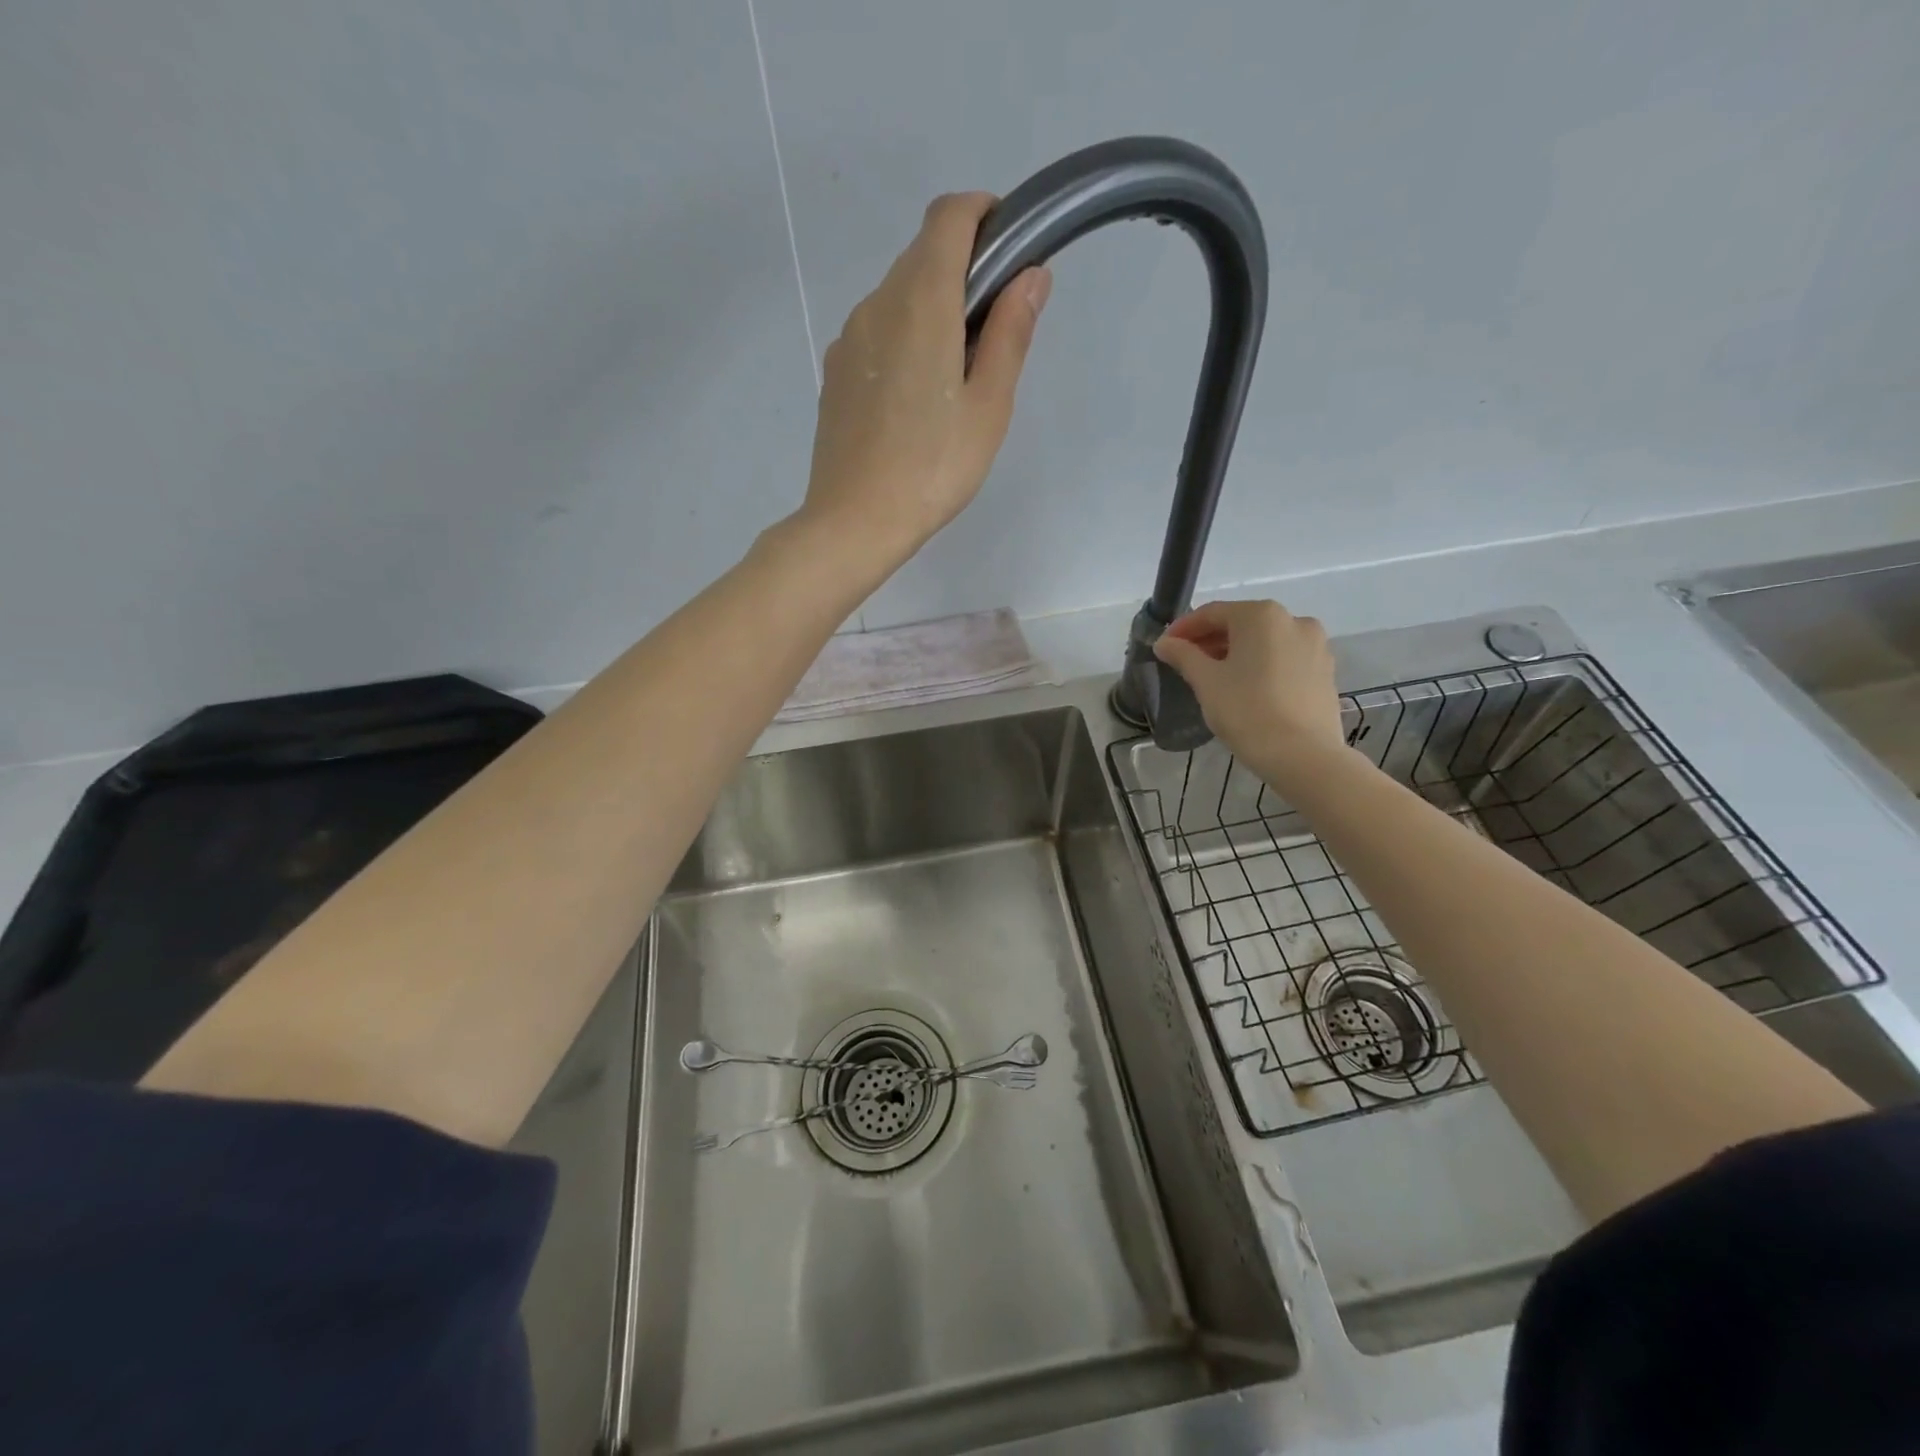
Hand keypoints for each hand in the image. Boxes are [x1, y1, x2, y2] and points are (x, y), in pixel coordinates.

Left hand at [800, 192, 1050, 565]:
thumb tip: (1031, 275)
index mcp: (921, 301)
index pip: (948, 216)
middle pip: (922, 256)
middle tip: (993, 334)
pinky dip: (905, 339)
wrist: (855, 521)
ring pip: (898, 297)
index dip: (982, 214)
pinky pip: (877, 333)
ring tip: (955, 378)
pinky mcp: (835, 372)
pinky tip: (916, 399)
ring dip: (933, 310)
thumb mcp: (988, 406)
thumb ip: (1011, 334)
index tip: (1009, 247)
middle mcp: (877, 304)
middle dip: (964, 271)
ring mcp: (849, 338)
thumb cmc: (933, 468)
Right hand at [1152, 600, 1347, 785]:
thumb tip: (1164, 642)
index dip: (1184, 628)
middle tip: (1185, 663)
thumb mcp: (1206, 682)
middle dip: (1210, 640)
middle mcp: (1293, 620)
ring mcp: (1315, 645)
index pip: (1212, 613)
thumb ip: (1183, 655)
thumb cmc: (1247, 711)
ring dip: (1236, 653)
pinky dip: (1261, 665)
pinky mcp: (1325, 670)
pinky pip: (1284, 658)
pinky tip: (1246, 688)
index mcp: (1261, 615)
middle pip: (1241, 624)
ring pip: (1264, 641)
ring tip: (1214, 677)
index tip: (1164, 647)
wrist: (1303, 756)